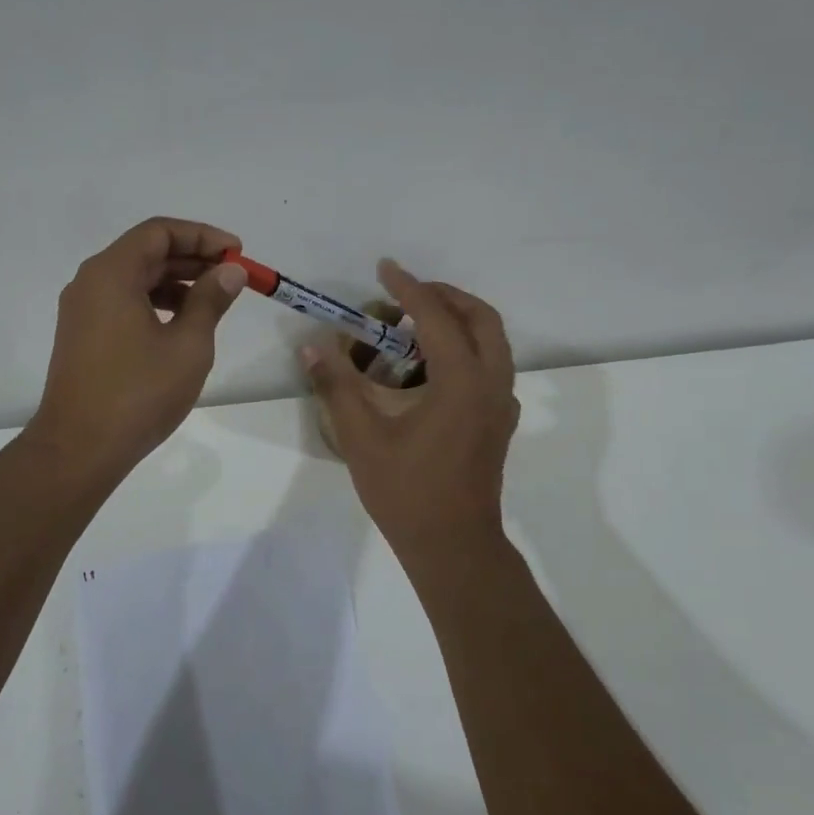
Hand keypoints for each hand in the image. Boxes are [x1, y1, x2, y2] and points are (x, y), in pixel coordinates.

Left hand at [29, 217, 246, 480]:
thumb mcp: (188, 344)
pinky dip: (155, 303)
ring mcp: (82, 310)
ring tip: (214, 300)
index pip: (159, 232)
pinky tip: (182, 324)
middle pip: (146, 252)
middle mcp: (90, 282)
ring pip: (134, 279)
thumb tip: (230, 271)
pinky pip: (122, 302)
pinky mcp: (82, 335)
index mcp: (111, 273)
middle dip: (192, 259)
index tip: (236, 252)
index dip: (202, 236)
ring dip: (176, 282)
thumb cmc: (139, 393)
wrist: (80, 448)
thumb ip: (211, 300)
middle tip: (232, 276)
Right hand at [303, 260, 519, 560]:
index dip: (409, 288)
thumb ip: (337, 386)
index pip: (437, 317)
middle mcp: (492, 385)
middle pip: (481, 319)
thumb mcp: (362, 437)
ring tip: (413, 327)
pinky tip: (428, 369)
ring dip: (458, 322)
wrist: (453, 546)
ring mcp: (502, 405)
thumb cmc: (406, 492)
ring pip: (492, 342)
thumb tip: (311, 346)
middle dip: (445, 296)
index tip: (385, 268)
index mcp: (462, 382)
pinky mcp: (500, 422)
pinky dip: (465, 349)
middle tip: (406, 294)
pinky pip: (490, 367)